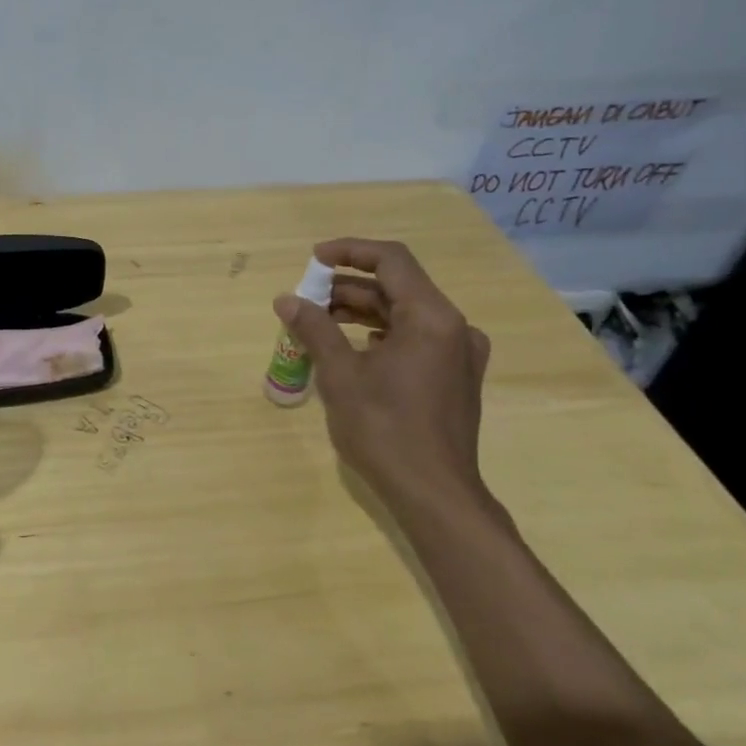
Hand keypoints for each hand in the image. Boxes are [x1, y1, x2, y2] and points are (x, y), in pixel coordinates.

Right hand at [274, 239, 492, 514]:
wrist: (434, 494)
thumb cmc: (385, 429)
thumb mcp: (340, 375)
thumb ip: (314, 329)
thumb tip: (286, 300)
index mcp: (431, 317)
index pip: (390, 260)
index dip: (349, 251)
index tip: (312, 259)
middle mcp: (453, 327)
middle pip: (397, 287)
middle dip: (347, 288)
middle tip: (305, 300)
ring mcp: (459, 353)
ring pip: (404, 313)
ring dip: (361, 312)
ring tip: (318, 323)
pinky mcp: (455, 377)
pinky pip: (415, 338)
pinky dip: (380, 334)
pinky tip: (352, 349)